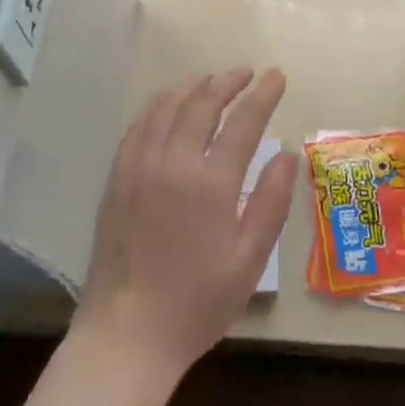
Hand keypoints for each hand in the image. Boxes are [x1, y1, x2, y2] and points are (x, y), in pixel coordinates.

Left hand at [72, 69, 295, 384]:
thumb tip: (287, 154)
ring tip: (210, 79)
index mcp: (211, 182)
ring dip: (192, 87)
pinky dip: (159, 106)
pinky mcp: (117, 177)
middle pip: (202, 103)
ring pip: (167, 107)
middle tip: (246, 72)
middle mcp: (173, 162)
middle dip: (227, 82)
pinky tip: (168, 107)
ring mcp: (139, 166)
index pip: (243, 122)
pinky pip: (140, 125)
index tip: (277, 76)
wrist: (127, 333)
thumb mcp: (249, 259)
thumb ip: (271, 201)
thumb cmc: (198, 301)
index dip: (263, 95)